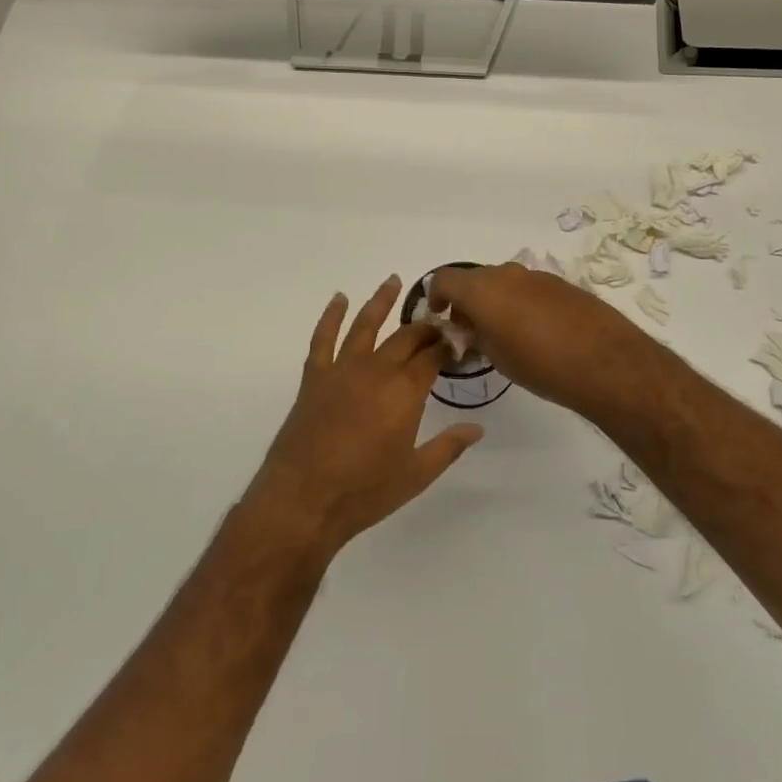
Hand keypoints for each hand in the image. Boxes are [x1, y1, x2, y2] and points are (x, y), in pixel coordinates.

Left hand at [245, 277, 482, 561]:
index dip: (448, 344)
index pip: (433, 356)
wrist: (304, 500)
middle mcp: (377, 370)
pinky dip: (330, 316)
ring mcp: (343, 370)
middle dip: (424, 326)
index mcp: (406, 391)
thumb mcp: (417, 474)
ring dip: (381, 301)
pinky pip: (323, 338)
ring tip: (393, 281)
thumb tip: (478, 428)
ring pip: (365, 325)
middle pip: (406, 337)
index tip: (459, 339)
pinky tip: (339, 299)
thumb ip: (449, 446)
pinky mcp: (314, 378)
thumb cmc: (366, 491)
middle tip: (436, 320)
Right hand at [428, 263, 659, 417]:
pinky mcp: (562, 284)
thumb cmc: (540, 364)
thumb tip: (472, 329)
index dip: (436, 297)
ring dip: (495, 301)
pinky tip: (535, 331)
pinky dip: (521, 302)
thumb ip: (476, 336)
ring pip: (504, 282)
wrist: (605, 361)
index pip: (444, 279)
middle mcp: (506, 273)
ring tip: (504, 334)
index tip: (440, 318)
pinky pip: (529, 287)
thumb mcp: (496, 357)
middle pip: (474, 279)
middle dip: (467, 301)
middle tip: (471, 331)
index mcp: (482, 288)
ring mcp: (537, 276)